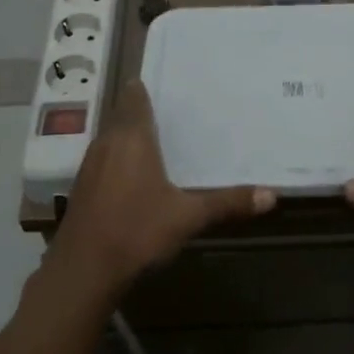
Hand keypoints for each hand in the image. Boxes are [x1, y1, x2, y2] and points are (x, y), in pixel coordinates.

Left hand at [44, 81, 274, 303]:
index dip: (144, 88)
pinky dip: (117, 158)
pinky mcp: (81, 188)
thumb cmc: (137, 231)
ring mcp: (89, 165)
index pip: (134, 97)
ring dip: (128, 136)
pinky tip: (133, 176)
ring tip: (155, 140)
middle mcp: (107, 143)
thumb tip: (272, 195)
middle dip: (141, 112)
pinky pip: (102, 159)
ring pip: (110, 138)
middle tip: (170, 112)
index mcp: (132, 138)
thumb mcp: (188, 217)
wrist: (83, 270)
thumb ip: (228, 202)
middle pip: (122, 115)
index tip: (164, 83)